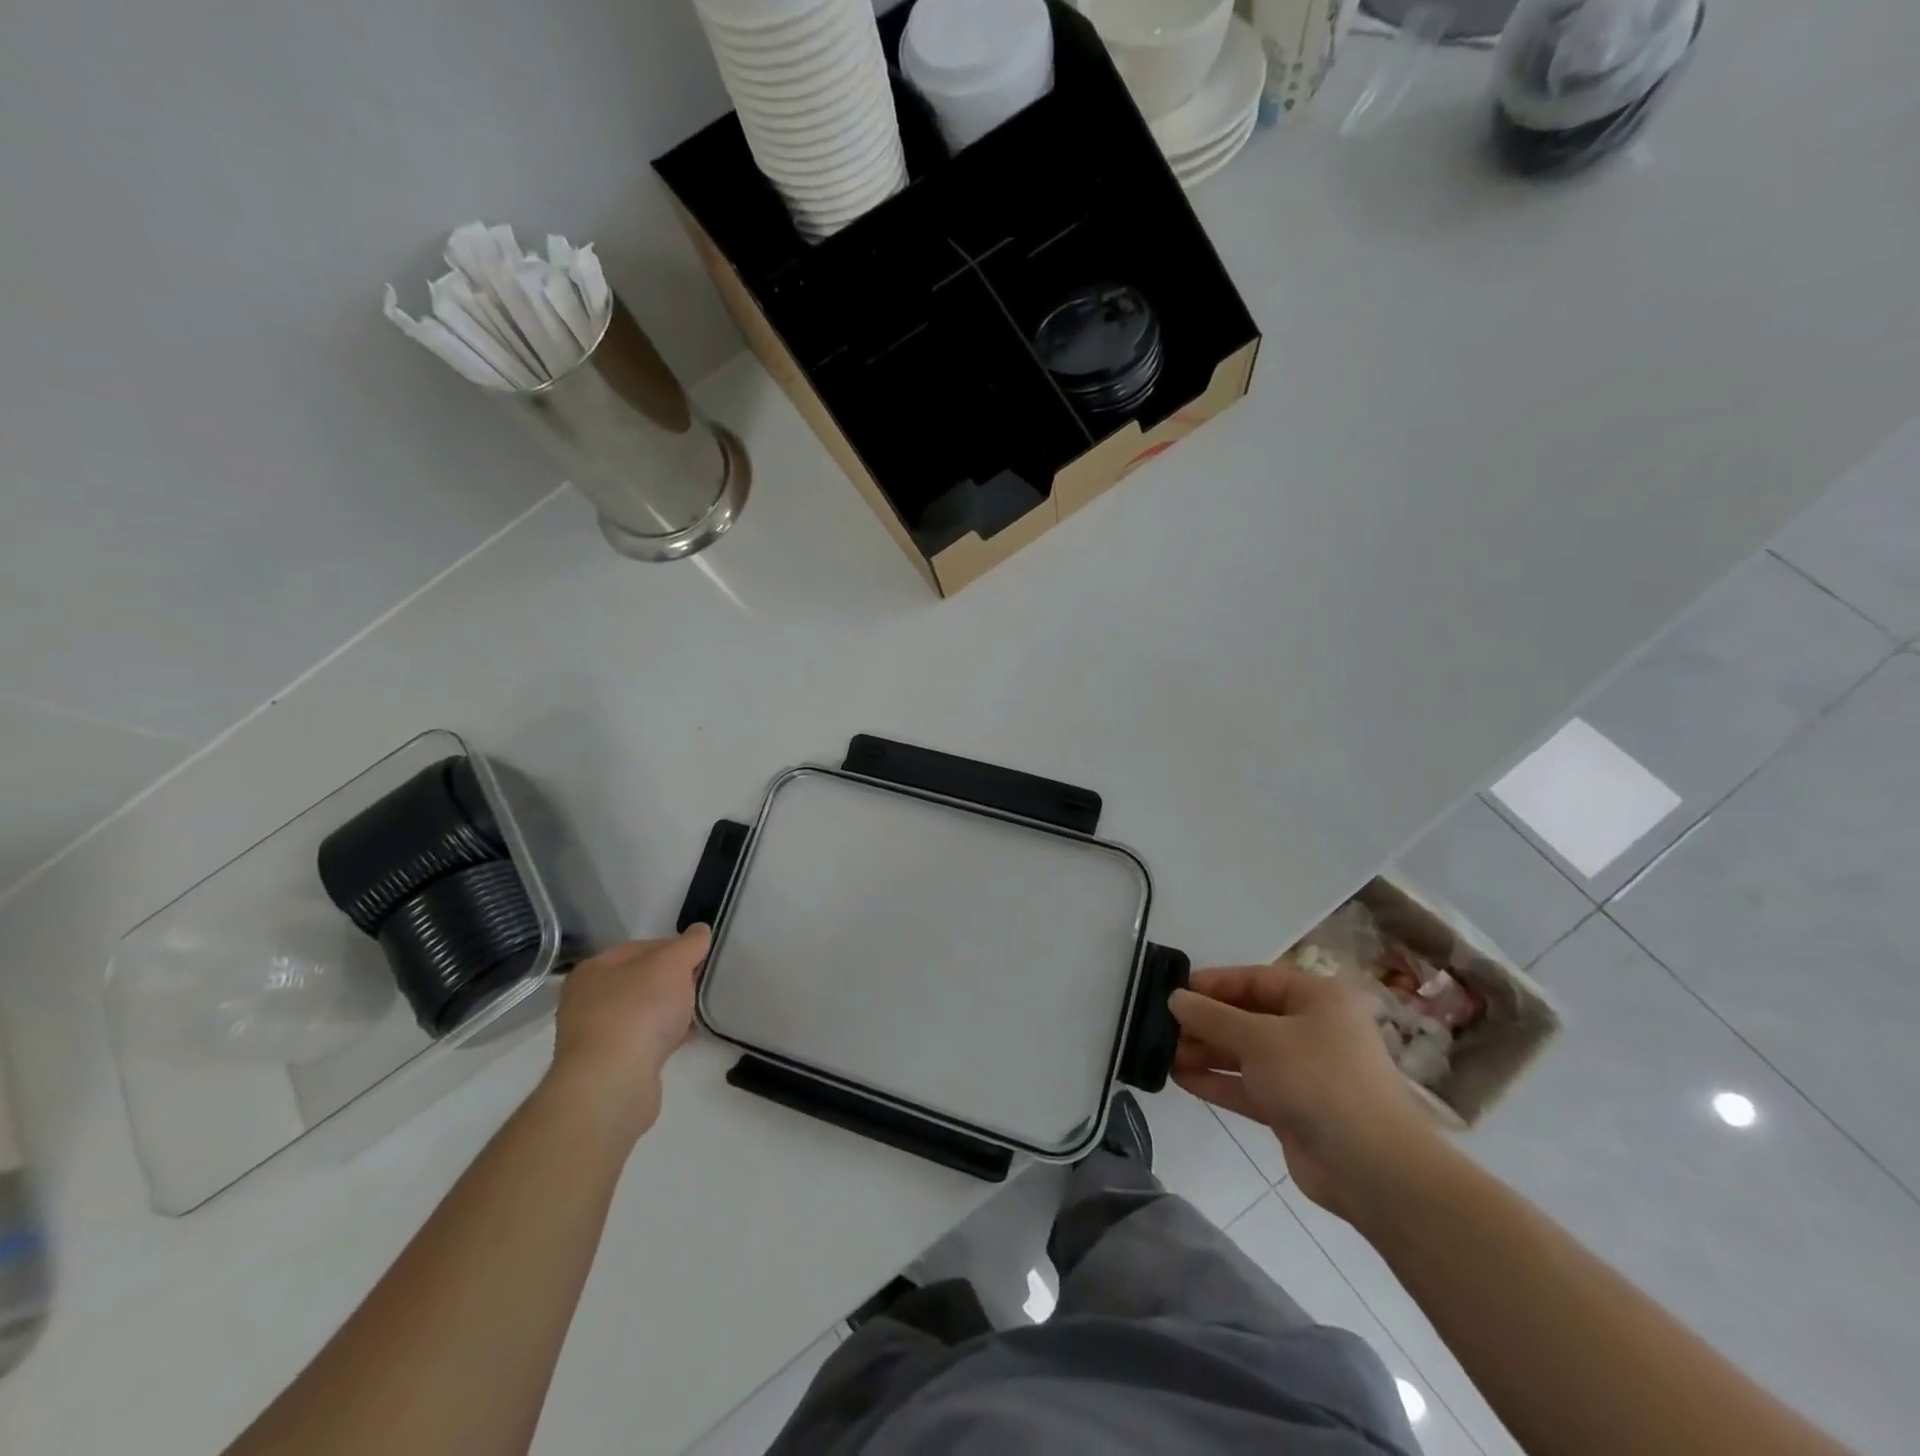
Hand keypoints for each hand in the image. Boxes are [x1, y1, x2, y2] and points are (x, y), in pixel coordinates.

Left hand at [546, 925, 710, 1142]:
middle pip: (641, 980)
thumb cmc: (638, 1012)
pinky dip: (664, 1036)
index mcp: (593, 971)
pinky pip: (644, 1040)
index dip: (674, 947)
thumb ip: (689, 945)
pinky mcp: (610, 1066)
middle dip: (673, 981)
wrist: (612, 1085)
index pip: (640, 947)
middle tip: (700, 983)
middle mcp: (587, 1001)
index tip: (701, 956)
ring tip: (697, 1010)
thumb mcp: (672, 965)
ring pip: (643, 1011)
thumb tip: (700, 930)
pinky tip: (686, 1037)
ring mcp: (596, 1036)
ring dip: (670, 1010)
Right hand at [1169, 960, 1436, 1215]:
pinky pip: (1248, 1085)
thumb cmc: (1318, 1080)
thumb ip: (1212, 1017)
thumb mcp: (1258, 1039)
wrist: (1372, 1169)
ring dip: (1206, 1052)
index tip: (1174, 991)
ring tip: (1163, 1052)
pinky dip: (1218, 1081)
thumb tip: (1175, 998)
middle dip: (1205, 1022)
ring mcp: (1303, 1071)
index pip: (1255, 979)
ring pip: (1245, 1053)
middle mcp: (1312, 1029)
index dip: (1213, 984)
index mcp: (1316, 999)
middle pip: (1247, 1017)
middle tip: (1162, 1026)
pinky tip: (1181, 1078)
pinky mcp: (1293, 1108)